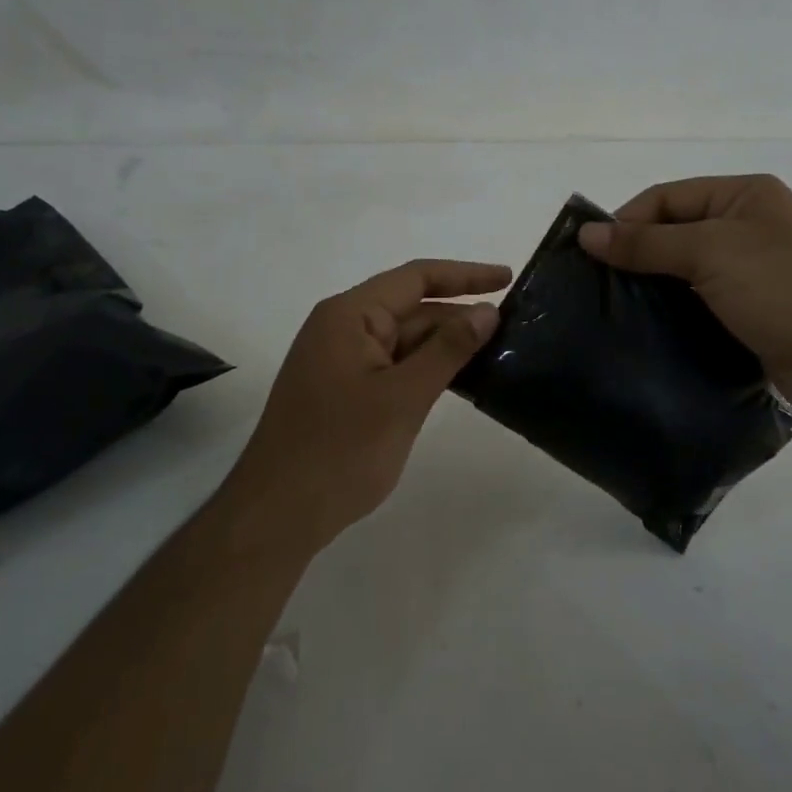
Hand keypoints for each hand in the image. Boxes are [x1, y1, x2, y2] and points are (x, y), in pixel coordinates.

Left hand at [222, 258, 511, 555]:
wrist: (277, 515)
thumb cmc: (340, 451)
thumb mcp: (403, 398)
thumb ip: (447, 350)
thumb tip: (487, 312)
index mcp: (349, 316)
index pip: (416, 278)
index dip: (465, 275)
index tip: (508, 278)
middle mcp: (343, 328)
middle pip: (411, 307)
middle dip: (459, 314)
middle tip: (514, 326)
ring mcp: (342, 360)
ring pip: (405, 339)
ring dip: (446, 344)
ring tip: (498, 350)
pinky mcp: (346, 389)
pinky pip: (395, 365)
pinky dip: (427, 368)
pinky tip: (461, 378)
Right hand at [576, 175, 791, 408]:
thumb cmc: (783, 287)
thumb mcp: (711, 252)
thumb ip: (647, 242)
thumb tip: (587, 233)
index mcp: (746, 195)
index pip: (668, 196)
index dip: (627, 220)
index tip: (590, 254)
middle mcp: (750, 226)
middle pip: (676, 231)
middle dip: (637, 255)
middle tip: (596, 286)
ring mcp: (755, 270)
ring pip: (687, 270)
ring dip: (654, 287)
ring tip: (614, 310)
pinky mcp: (755, 311)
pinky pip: (702, 302)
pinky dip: (675, 311)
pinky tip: (648, 329)